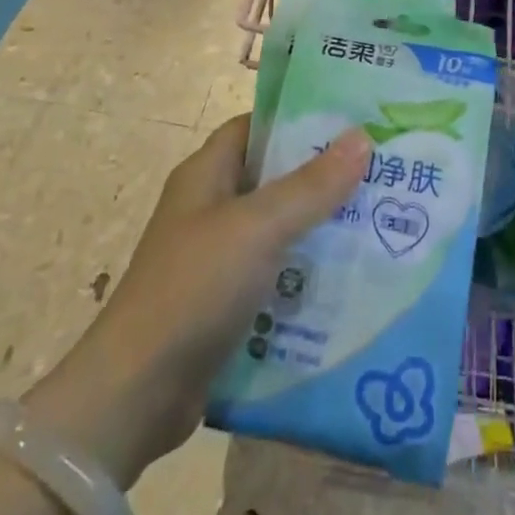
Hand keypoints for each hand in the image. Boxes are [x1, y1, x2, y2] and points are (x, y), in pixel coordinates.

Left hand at [21, 116, 368, 488]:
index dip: (297, 120)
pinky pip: (272, 276)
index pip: (255, 127)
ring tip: (377, 225)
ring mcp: (214, 259)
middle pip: (271, 179)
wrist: (136, 394)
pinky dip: (303, 276)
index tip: (350, 122)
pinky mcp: (222, 304)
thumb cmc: (195, 287)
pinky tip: (347, 283)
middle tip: (378, 175)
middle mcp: (208, 208)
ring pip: (276, 230)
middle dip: (320, 177)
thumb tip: (362, 136)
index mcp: (206, 174)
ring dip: (317, 229)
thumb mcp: (259, 227)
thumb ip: (312, 185)